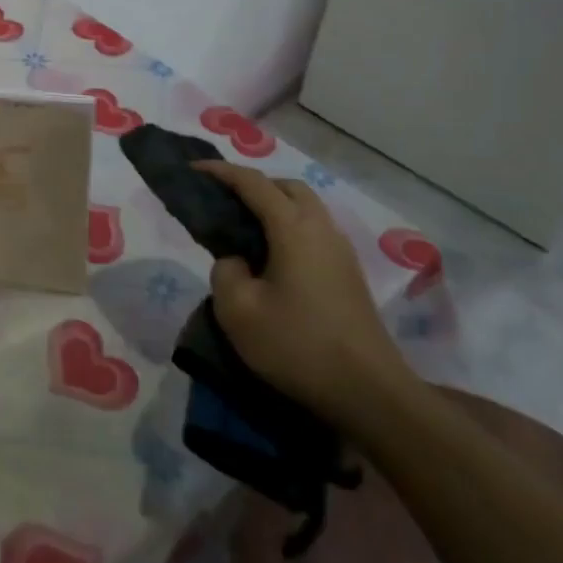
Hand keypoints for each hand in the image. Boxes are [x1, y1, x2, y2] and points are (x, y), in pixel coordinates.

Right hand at [195, 160, 413, 424]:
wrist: (369, 393)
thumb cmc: (297, 346)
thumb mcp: (237, 311)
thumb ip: (225, 271)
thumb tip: (237, 260)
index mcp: (293, 229)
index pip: (253, 183)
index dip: (220, 172)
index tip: (192, 169)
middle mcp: (321, 229)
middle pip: (287, 187)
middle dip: (253, 185)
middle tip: (222, 201)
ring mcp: (340, 252)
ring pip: (305, 209)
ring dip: (273, 207)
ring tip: (242, 230)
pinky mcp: (348, 274)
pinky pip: (313, 232)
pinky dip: (287, 228)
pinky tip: (270, 259)